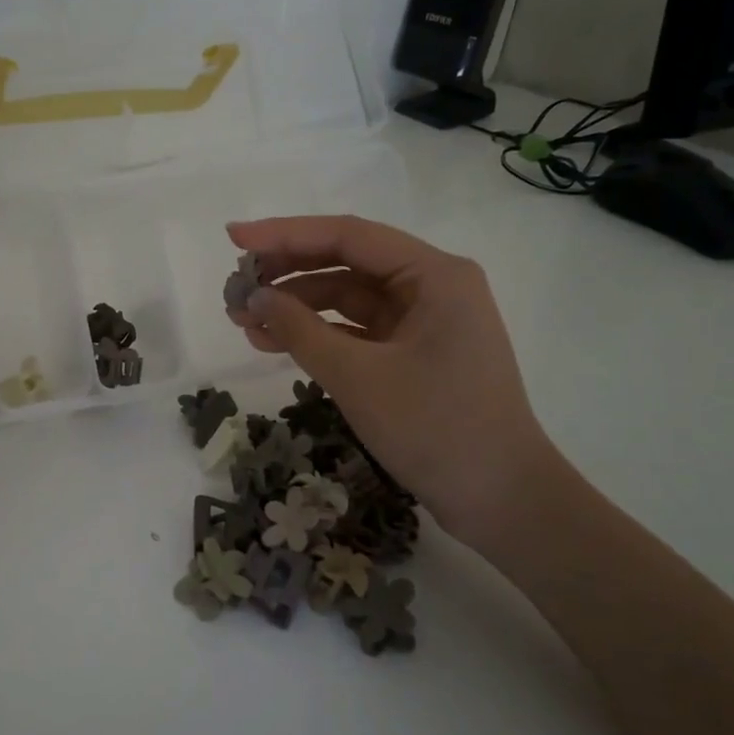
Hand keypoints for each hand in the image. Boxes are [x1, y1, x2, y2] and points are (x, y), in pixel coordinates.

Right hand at [225, 215, 563, 550]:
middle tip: (235, 288)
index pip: (348, 236)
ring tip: (243, 322)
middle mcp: (432, 286)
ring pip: (347, 298)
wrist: (500, 500)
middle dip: (287, 274)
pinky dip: (317, 335)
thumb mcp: (357, 376)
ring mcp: (424, 321)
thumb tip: (253, 297)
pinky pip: (356, 330)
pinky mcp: (415, 354)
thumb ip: (299, 330)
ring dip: (296, 308)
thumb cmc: (435, 428)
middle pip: (346, 263)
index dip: (285, 234)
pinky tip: (275, 343)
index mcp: (434, 274)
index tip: (233, 238)